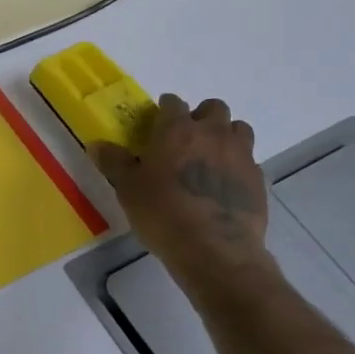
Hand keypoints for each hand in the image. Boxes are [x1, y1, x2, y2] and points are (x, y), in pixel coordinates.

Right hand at [90, 94, 276, 298]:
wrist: (215, 250)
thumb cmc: (163, 215)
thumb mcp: (128, 190)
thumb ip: (114, 162)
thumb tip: (96, 144)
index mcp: (177, 129)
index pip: (172, 103)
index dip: (164, 111)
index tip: (156, 125)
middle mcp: (212, 133)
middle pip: (213, 108)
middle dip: (201, 117)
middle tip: (186, 141)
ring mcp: (241, 154)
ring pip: (238, 129)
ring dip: (225, 136)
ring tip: (210, 159)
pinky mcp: (258, 179)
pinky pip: (249, 161)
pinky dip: (237, 166)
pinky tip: (223, 187)